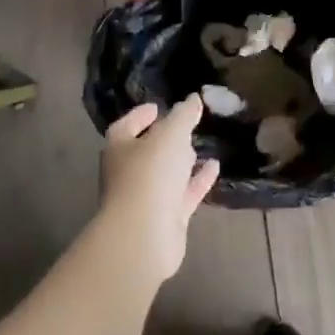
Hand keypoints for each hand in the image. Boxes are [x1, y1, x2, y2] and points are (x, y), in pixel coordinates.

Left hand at [98, 95, 220, 283]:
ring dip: (181, 162)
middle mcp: (128, 172)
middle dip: (164, 139)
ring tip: (200, 146)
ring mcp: (146, 198)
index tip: (158, 107)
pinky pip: (183, 194)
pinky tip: (215, 167)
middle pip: (146, 151)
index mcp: (119, 148)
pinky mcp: (165, 218)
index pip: (126, 126)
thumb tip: (193, 99)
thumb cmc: (150, 174)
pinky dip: (197, 180)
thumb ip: (184, 115)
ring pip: (165, 175)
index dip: (141, 115)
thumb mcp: (171, 134)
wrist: (144, 235)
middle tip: (185, 127)